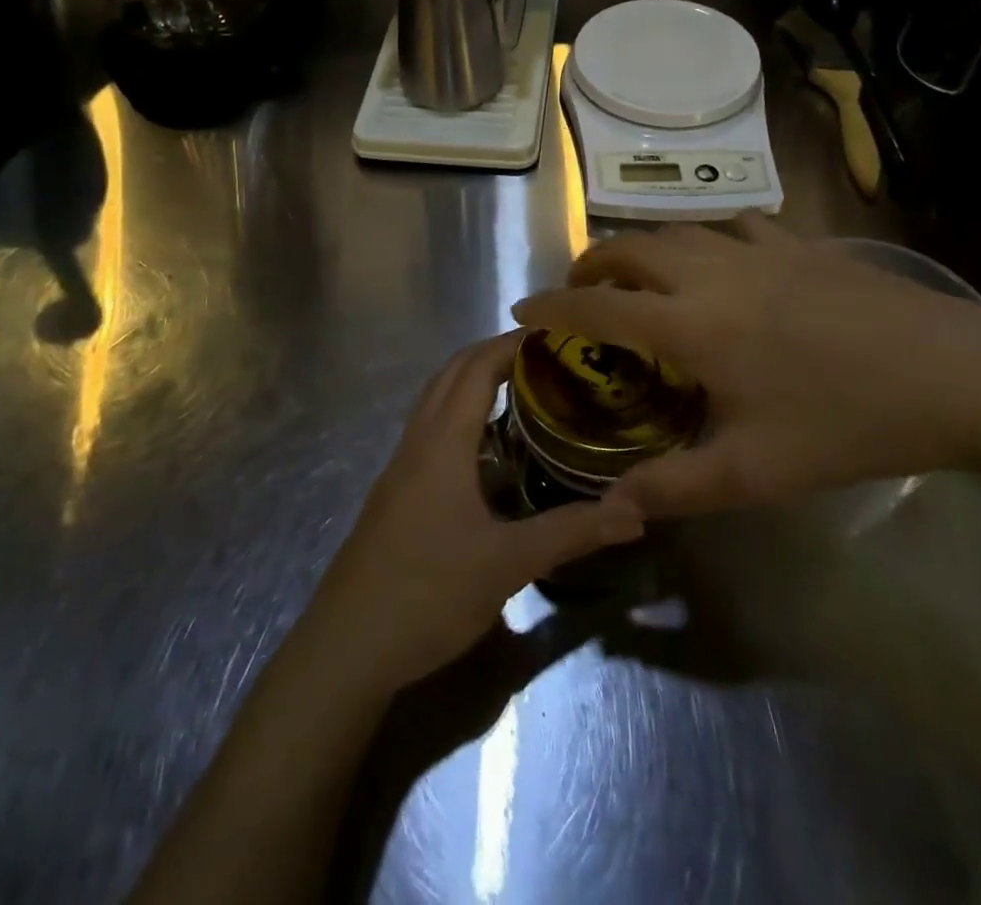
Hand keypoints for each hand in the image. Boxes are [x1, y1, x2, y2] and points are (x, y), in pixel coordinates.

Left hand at [300, 333, 644, 692]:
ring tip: (523, 391)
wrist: (345, 647)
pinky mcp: (394, 494)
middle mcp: (417, 442)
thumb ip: (571, 533)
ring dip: (473, 382)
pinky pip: (430, 432)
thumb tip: (635, 511)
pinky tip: (487, 451)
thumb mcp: (506, 564)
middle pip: (451, 374)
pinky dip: (460, 416)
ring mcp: (400, 468)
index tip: (554, 333)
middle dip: (494, 354)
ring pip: (436, 402)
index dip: (512, 343)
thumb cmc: (426, 594)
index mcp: (442, 443)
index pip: (476, 368)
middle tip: (546, 357)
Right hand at [512, 215, 980, 517]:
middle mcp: (712, 273)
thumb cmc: (848, 423)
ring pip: (677, 229)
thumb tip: (613, 504)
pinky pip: (734, 225)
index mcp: (692, 325)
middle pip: (629, 248)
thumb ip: (676, 488)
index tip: (520, 309)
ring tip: (637, 275)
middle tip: (578, 293)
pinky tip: (719, 257)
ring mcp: (758, 250)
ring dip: (642, 247)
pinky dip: (706, 237)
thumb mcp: (758, 472)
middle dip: (590, 265)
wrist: (959, 375)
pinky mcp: (801, 243)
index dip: (551, 307)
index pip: (597, 307)